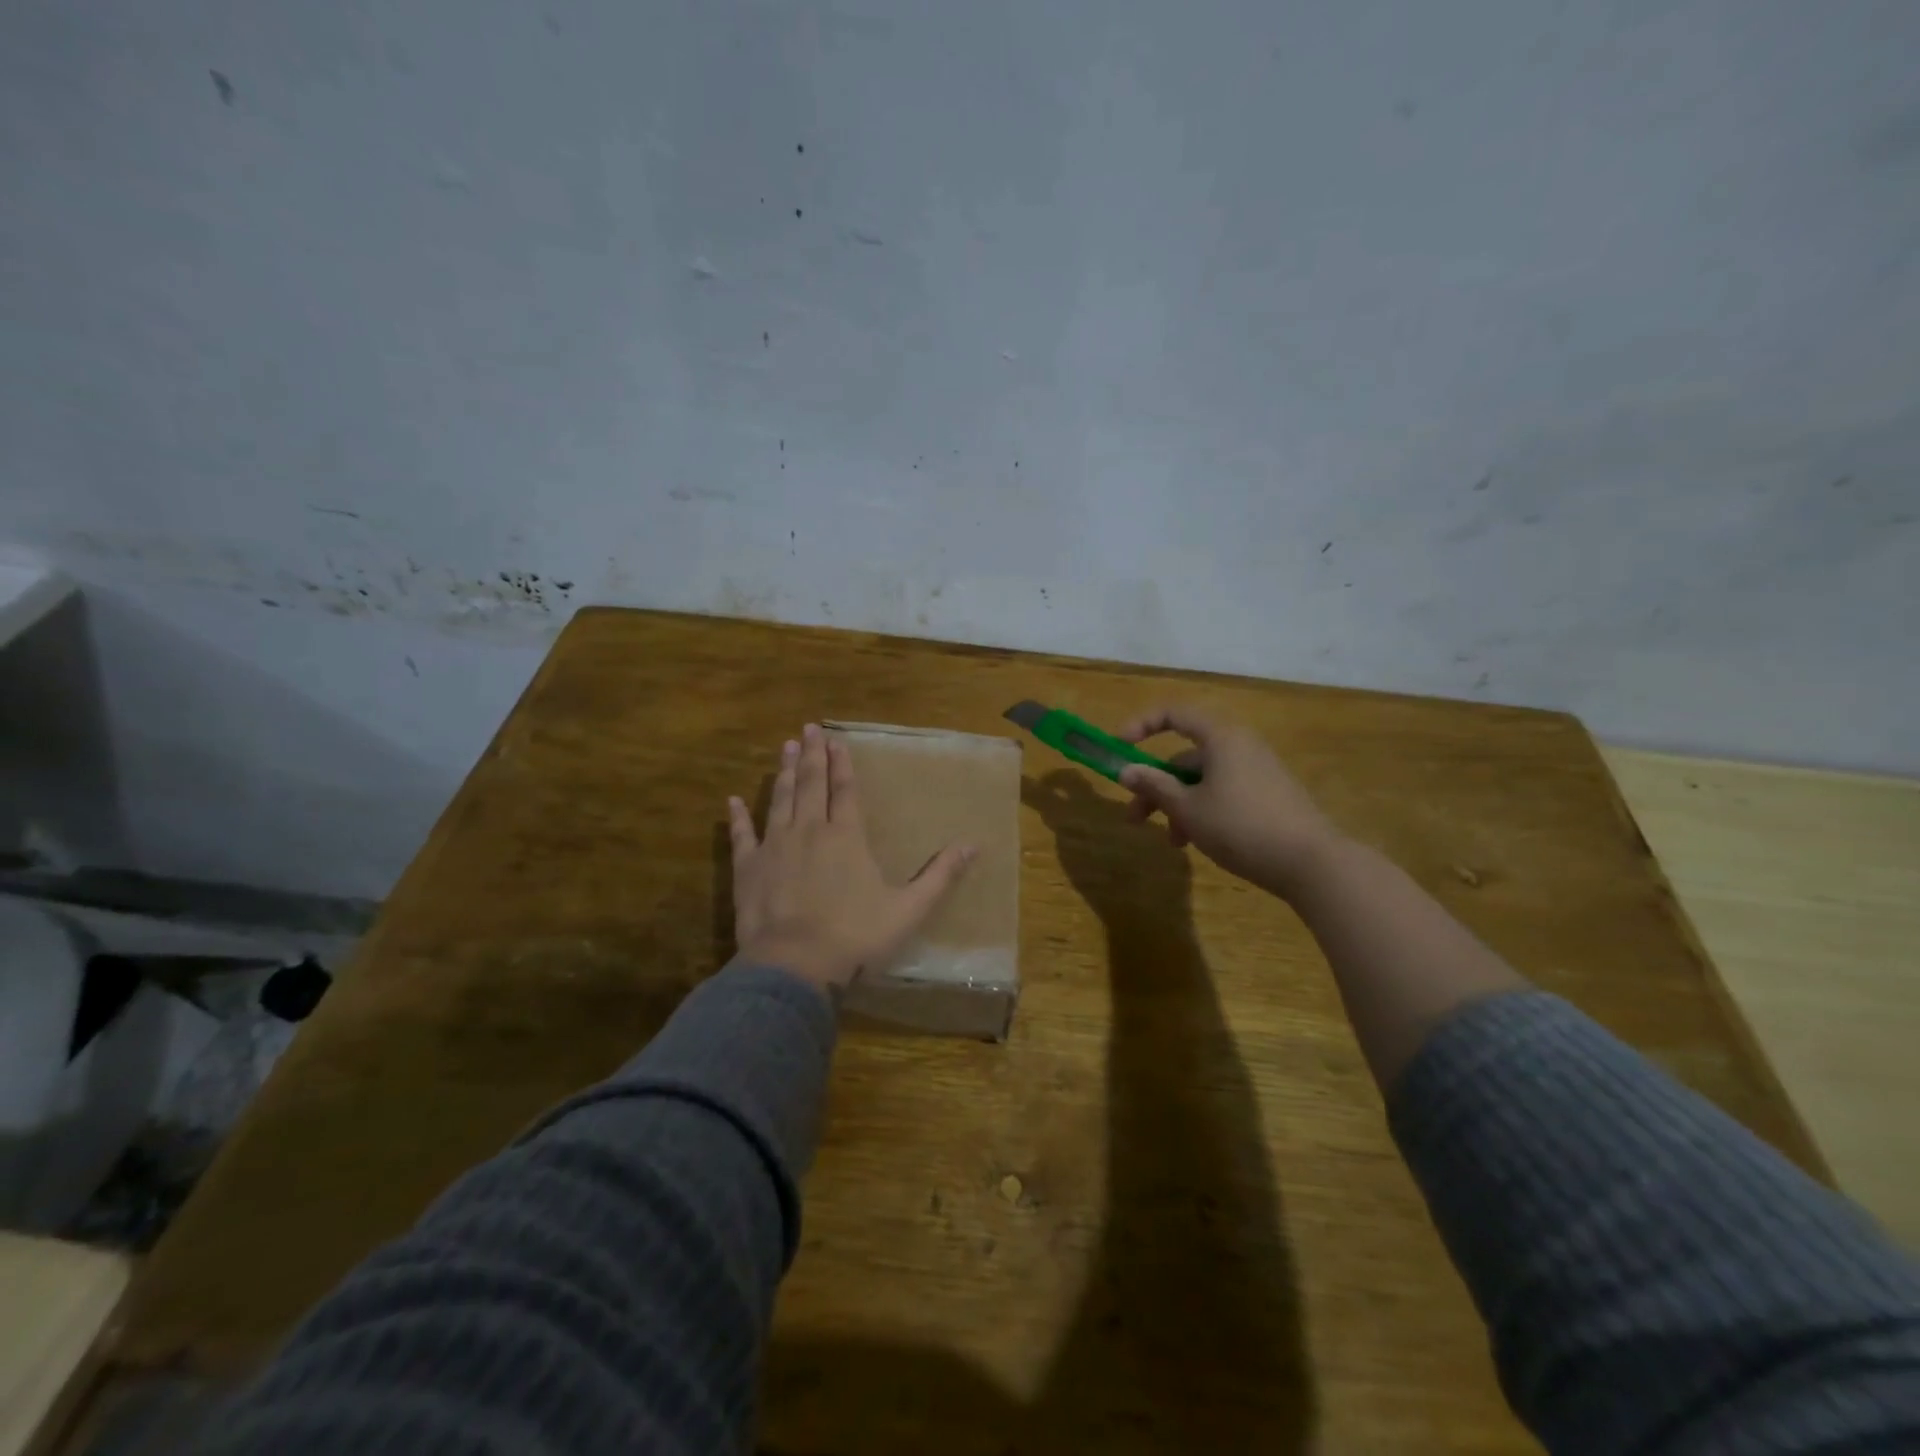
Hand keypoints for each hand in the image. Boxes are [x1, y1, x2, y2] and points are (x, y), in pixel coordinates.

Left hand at [729, 723, 975, 994]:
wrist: (795, 966)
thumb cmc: (855, 936)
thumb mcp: (908, 909)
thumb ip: (940, 876)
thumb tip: (973, 845)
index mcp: (846, 837)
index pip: (845, 790)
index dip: (842, 764)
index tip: (836, 739)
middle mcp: (809, 831)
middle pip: (811, 785)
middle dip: (812, 755)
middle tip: (808, 728)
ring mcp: (774, 847)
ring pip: (780, 800)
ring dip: (784, 773)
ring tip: (786, 748)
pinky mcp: (747, 869)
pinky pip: (741, 836)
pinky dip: (738, 817)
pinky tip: (733, 800)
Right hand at [1116, 706, 1341, 898]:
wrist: (1311, 863)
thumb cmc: (1240, 826)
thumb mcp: (1188, 808)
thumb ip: (1154, 786)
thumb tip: (1125, 770)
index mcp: (1221, 737)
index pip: (1174, 714)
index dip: (1141, 726)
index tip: (1119, 748)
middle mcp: (1240, 746)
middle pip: (1185, 757)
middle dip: (1156, 785)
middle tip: (1134, 817)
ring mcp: (1257, 771)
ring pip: (1203, 780)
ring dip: (1178, 805)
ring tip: (1172, 841)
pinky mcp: (1268, 796)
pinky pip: (1223, 793)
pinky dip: (1202, 810)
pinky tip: (1196, 842)